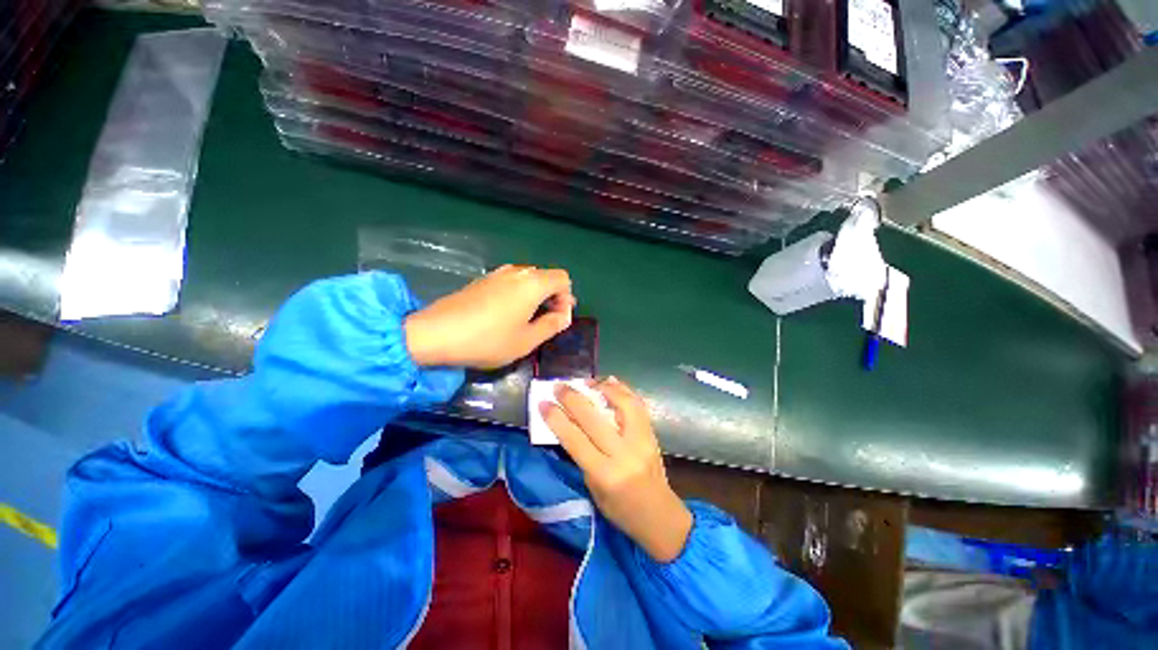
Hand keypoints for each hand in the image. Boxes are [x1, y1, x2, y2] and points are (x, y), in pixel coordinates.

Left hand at [404, 265, 575, 369]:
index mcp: (533, 283)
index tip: (558, 319)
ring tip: (527, 319)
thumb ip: (551, 325)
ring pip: (528, 279)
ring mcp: (497, 273)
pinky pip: (511, 282)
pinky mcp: (482, 280)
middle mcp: (517, 272)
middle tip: (546, 321)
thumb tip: (564, 316)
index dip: (566, 298)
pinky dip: (518, 294)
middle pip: (546, 276)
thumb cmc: (488, 339)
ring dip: (535, 296)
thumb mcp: (527, 340)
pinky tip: (507, 314)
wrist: (436, 333)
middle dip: (552, 296)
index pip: (563, 278)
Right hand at [541, 377, 692, 562]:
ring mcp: (642, 441)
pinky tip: (610, 382)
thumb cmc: (619, 509)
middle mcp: (624, 454)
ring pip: (622, 404)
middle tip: (559, 386)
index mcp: (605, 474)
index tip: (543, 402)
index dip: (557, 418)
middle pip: (594, 419)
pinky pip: (637, 405)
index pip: (575, 439)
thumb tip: (570, 420)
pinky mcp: (652, 434)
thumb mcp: (592, 487)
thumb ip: (582, 454)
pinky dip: (623, 390)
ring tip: (587, 382)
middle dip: (573, 398)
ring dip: (602, 388)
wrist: (659, 516)